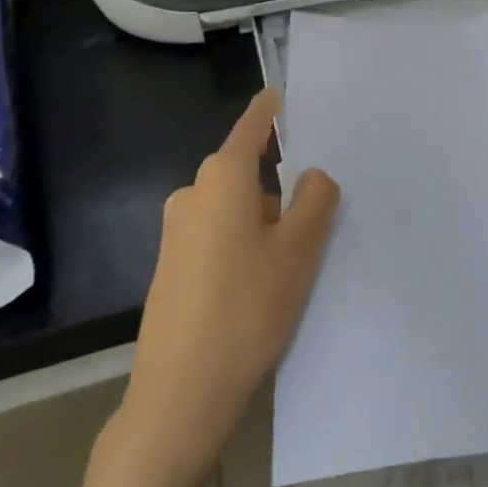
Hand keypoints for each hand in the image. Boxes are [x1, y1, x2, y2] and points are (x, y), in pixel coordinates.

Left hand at [115, 90, 339, 485]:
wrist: (179, 394)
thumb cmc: (247, 308)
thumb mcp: (299, 250)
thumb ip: (315, 200)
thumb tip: (312, 176)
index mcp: (222, 177)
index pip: (252, 127)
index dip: (269, 109)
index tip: (280, 92)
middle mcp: (193, 193)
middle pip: (247, 173)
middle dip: (280, 190)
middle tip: (317, 222)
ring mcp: (176, 231)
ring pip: (235, 209)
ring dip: (264, 223)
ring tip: (293, 265)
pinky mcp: (170, 266)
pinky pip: (217, 236)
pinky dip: (243, 245)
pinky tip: (259, 288)